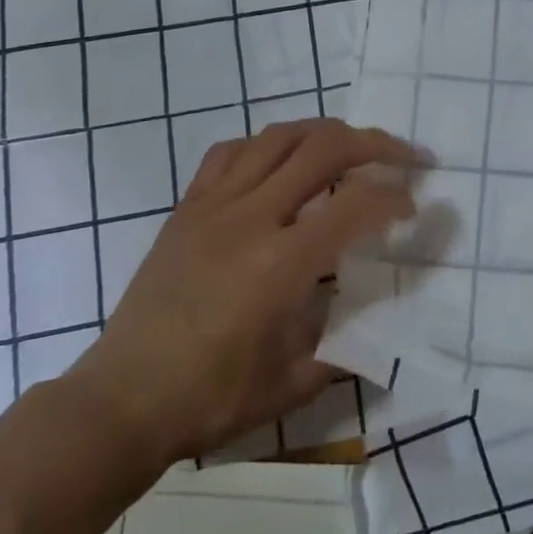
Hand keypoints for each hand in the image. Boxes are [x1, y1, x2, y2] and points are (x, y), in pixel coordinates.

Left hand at [62, 118, 422, 478]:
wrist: (120, 401)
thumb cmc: (210, 397)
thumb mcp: (294, 382)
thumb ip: (346, 346)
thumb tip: (381, 326)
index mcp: (281, 263)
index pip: (356, 204)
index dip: (394, 197)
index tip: (412, 207)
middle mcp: (250, 218)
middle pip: (324, 148)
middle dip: (375, 144)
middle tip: (403, 156)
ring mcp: (214, 205)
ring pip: (279, 137)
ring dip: (325, 132)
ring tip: (351, 146)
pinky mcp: (187, 207)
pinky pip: (231, 152)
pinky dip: (268, 144)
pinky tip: (281, 161)